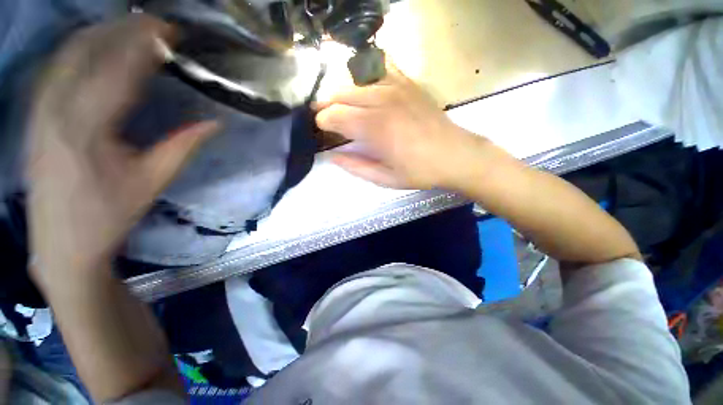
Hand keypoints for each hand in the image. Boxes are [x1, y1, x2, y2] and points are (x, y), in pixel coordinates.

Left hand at [27, 16, 218, 279]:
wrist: (61, 242)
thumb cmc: (109, 215)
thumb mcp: (152, 182)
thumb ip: (182, 146)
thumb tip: (215, 123)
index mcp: (88, 128)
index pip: (119, 68)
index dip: (146, 44)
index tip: (171, 30)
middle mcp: (56, 109)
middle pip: (88, 49)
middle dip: (123, 29)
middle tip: (156, 24)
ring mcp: (39, 109)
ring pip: (67, 52)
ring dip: (101, 32)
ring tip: (131, 27)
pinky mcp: (34, 114)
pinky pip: (56, 66)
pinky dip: (80, 48)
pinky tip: (96, 46)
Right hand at [315, 62, 482, 189]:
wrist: (456, 155)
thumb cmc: (419, 171)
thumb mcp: (385, 179)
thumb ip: (355, 167)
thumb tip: (332, 156)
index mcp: (375, 129)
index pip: (335, 115)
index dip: (323, 121)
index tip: (321, 129)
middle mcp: (382, 102)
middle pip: (341, 94)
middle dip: (327, 105)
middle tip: (325, 117)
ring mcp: (396, 88)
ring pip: (356, 82)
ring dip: (343, 93)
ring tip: (340, 106)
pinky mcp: (408, 83)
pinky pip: (380, 69)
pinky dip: (366, 77)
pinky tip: (364, 90)